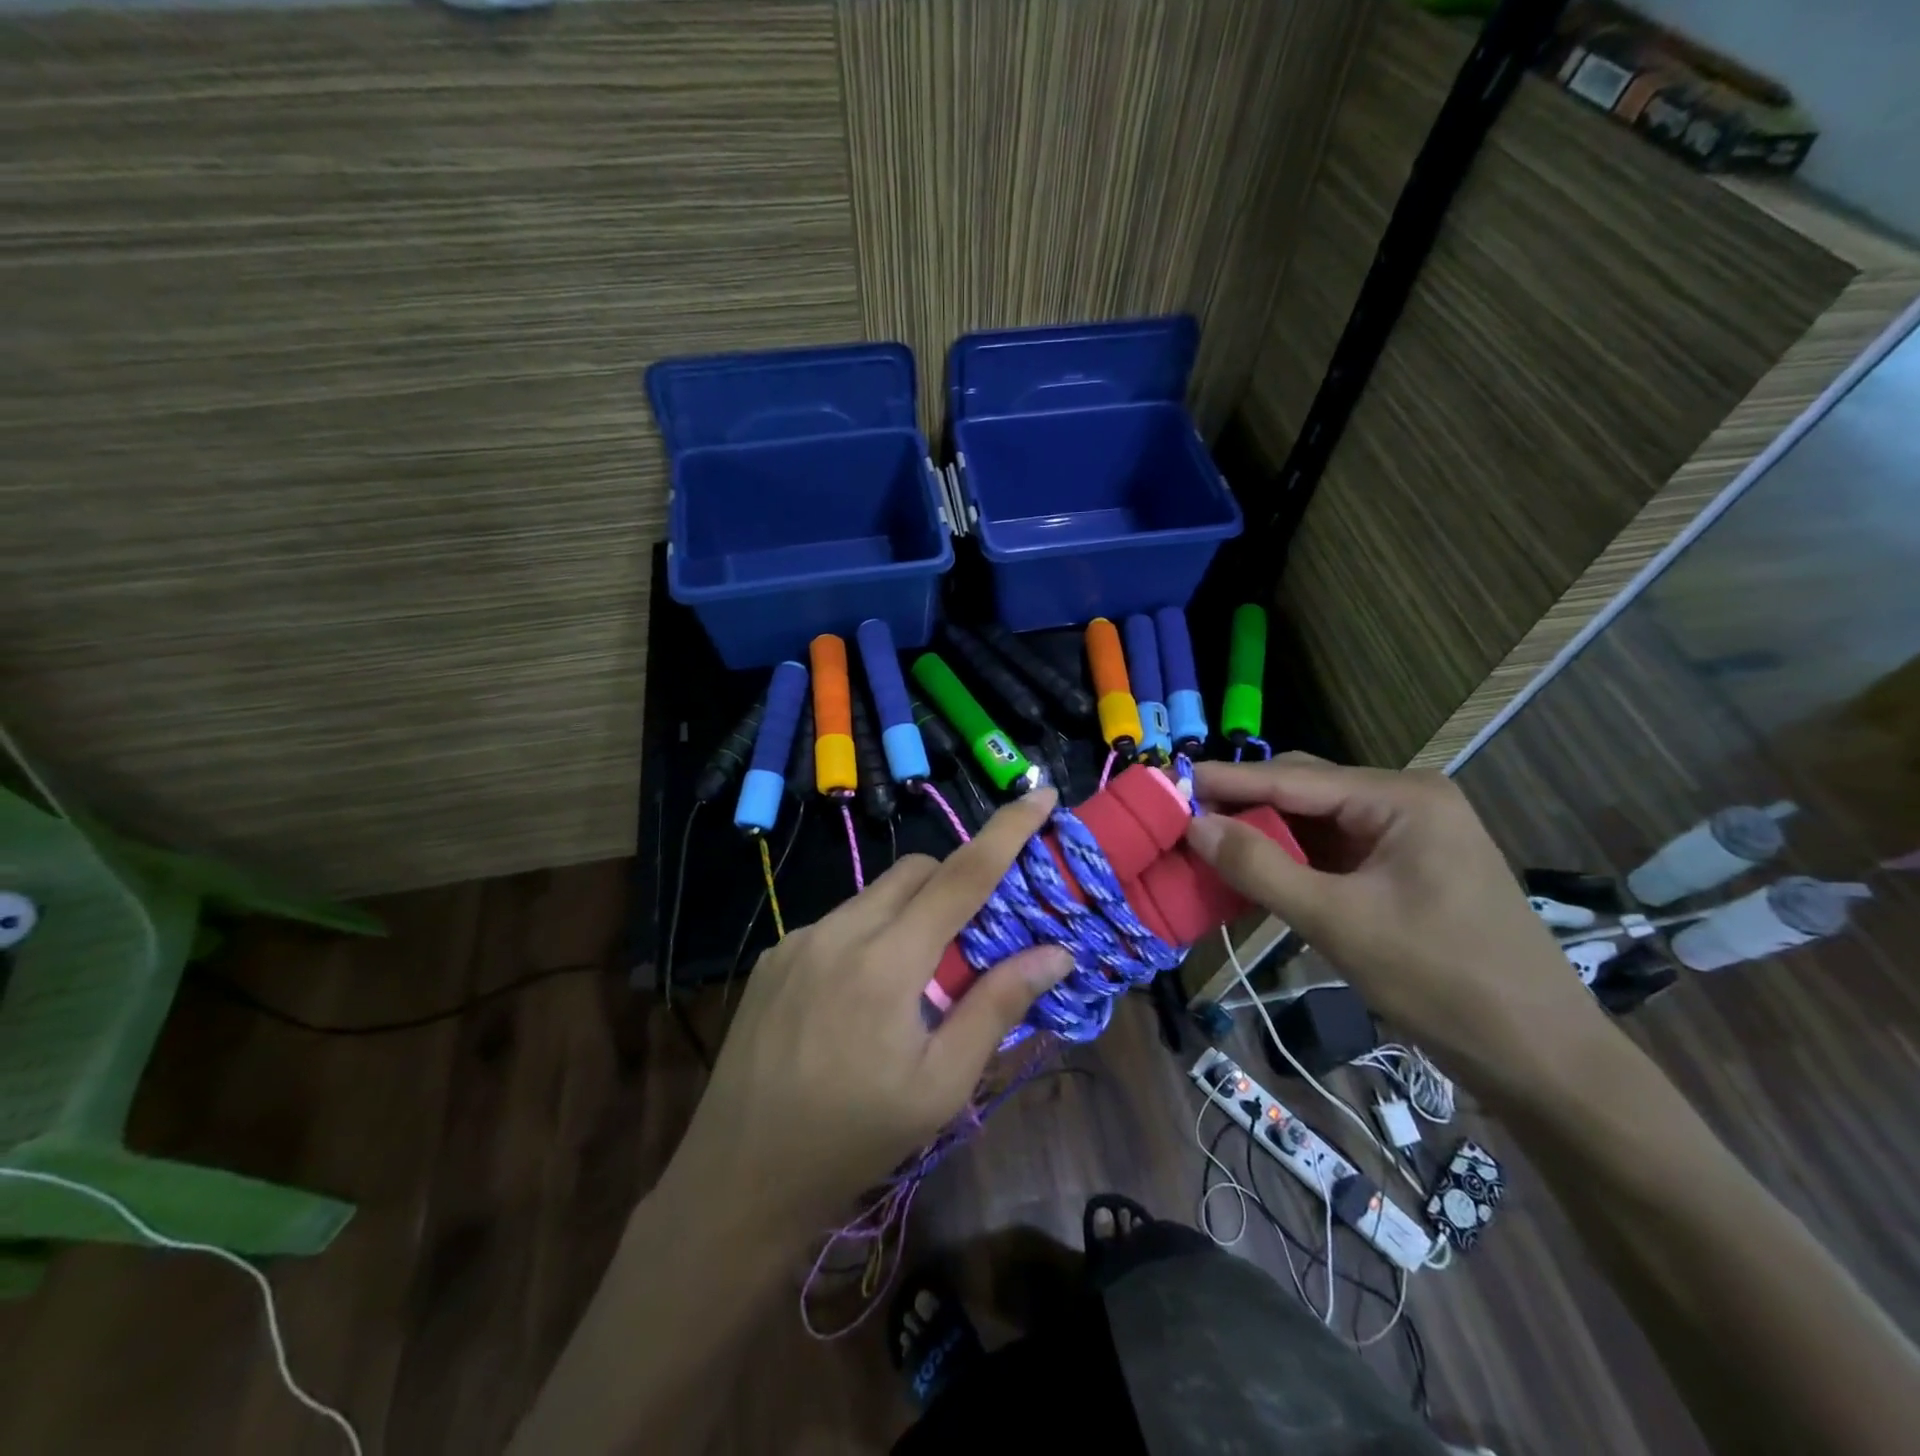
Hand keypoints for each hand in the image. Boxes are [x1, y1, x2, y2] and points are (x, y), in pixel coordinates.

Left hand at [664, 791, 1071, 1236]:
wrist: (739, 1177)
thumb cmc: (854, 1139)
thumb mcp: (942, 1085)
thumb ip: (997, 1005)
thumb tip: (1056, 952)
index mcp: (887, 962)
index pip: (962, 875)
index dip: (1007, 830)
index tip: (1041, 794)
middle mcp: (839, 931)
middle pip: (916, 870)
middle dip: (956, 881)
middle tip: (976, 936)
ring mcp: (799, 939)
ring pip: (875, 894)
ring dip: (911, 911)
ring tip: (916, 979)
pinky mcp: (775, 955)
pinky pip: (840, 920)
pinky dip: (871, 933)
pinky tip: (863, 994)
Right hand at [1184, 756, 1609, 1100]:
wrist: (1540, 1057)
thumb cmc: (1442, 981)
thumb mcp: (1338, 922)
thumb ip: (1260, 868)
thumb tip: (1195, 825)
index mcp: (1401, 797)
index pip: (1293, 777)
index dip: (1226, 780)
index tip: (1167, 782)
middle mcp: (1405, 800)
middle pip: (1304, 789)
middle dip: (1244, 804)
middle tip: (1182, 821)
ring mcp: (1408, 834)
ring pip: (1315, 820)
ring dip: (1264, 834)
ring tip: (1207, 845)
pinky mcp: (1405, 867)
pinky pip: (1333, 849)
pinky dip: (1291, 859)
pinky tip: (1254, 871)